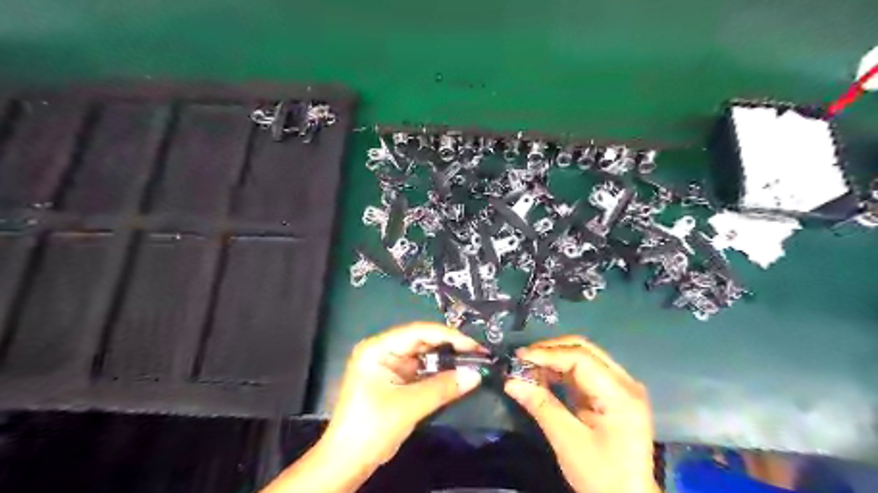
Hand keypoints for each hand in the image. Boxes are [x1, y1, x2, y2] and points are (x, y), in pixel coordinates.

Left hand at [319, 323, 482, 469]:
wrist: (348, 462)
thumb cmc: (371, 428)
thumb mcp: (409, 406)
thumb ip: (443, 388)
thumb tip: (476, 374)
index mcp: (377, 348)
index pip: (417, 332)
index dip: (447, 336)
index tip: (473, 345)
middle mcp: (383, 350)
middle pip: (421, 341)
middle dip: (449, 346)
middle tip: (478, 352)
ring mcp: (389, 365)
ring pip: (424, 355)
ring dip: (446, 359)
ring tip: (473, 360)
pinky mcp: (395, 380)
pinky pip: (421, 370)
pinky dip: (438, 372)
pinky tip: (457, 373)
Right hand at [500, 335, 657, 492]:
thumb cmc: (601, 475)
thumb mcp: (568, 441)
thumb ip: (540, 406)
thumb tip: (510, 381)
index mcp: (620, 394)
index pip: (581, 358)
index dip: (548, 354)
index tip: (520, 357)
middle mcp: (625, 383)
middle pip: (585, 350)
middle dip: (551, 350)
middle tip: (522, 358)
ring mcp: (621, 387)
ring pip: (583, 357)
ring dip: (554, 358)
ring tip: (528, 366)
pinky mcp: (612, 394)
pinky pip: (584, 371)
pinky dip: (561, 370)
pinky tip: (543, 375)